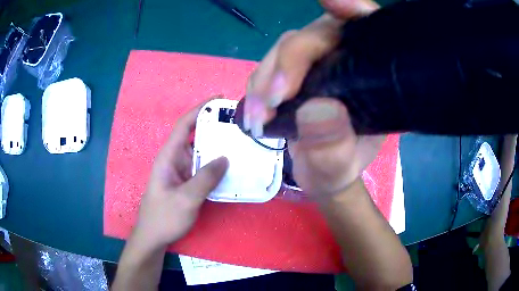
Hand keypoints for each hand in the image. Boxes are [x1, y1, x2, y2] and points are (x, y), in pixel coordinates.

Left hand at [132, 102, 228, 250]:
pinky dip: (216, 165)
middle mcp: (175, 159)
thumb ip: (205, 178)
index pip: (185, 125)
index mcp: (169, 156)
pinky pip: (203, 169)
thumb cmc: (164, 217)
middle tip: (238, 124)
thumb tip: (225, 158)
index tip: (220, 100)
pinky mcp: (187, 183)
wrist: (154, 237)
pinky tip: (232, 168)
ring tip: (240, 142)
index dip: (200, 109)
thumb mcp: (185, 199)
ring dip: (218, 147)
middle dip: (214, 127)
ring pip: (201, 153)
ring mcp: (182, 172)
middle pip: (195, 136)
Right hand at [245, 0, 382, 196]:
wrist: (319, 175)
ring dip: (265, 79)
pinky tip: (254, 112)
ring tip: (258, 117)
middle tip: (272, 100)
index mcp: (371, 76)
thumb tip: (316, 108)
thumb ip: (334, 146)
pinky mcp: (292, 73)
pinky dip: (257, 87)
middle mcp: (344, 61)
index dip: (352, 9)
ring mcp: (316, 64)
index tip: (334, 2)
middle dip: (289, 61)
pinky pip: (269, 66)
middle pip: (314, 36)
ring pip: (285, 50)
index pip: (367, 31)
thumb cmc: (337, 169)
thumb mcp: (338, 167)